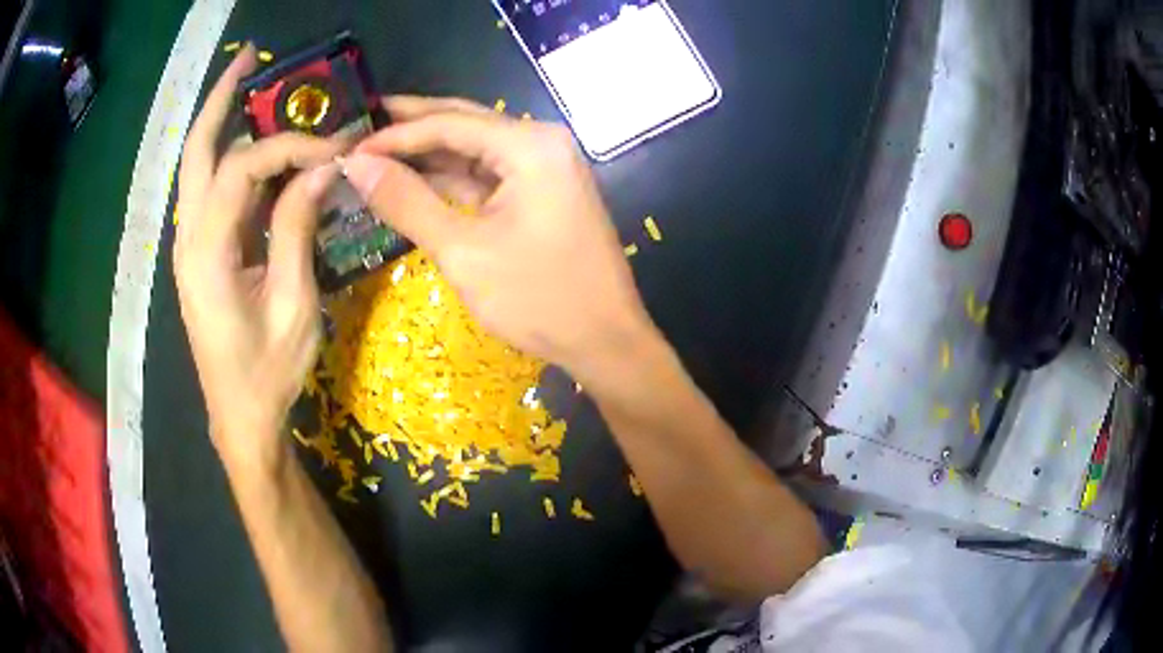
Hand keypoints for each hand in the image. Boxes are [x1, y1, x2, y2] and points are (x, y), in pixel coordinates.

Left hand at [174, 45, 344, 466]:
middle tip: (249, 59)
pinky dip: (231, 160)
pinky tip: (256, 148)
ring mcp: (189, 246)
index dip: (291, 147)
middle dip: (221, 99)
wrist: (240, 419)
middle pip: (195, 151)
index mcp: (207, 253)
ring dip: (221, 123)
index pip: (245, 168)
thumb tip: (320, 169)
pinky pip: (210, 192)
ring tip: (249, 85)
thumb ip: (297, 229)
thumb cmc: (267, 372)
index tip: (336, 149)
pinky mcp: (199, 255)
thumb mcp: (293, 304)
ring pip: (197, 167)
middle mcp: (188, 239)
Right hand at [343, 96, 655, 384]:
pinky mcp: (542, 192)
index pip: (450, 123)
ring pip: (474, 149)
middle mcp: (541, 143)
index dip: (395, 134)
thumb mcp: (463, 250)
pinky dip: (451, 179)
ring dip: (428, 153)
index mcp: (530, 145)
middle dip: (412, 126)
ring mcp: (545, 167)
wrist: (605, 341)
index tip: (350, 147)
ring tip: (376, 153)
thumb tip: (356, 165)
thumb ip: (406, 201)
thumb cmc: (538, 298)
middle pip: (465, 123)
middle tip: (361, 126)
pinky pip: (488, 175)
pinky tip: (413, 179)